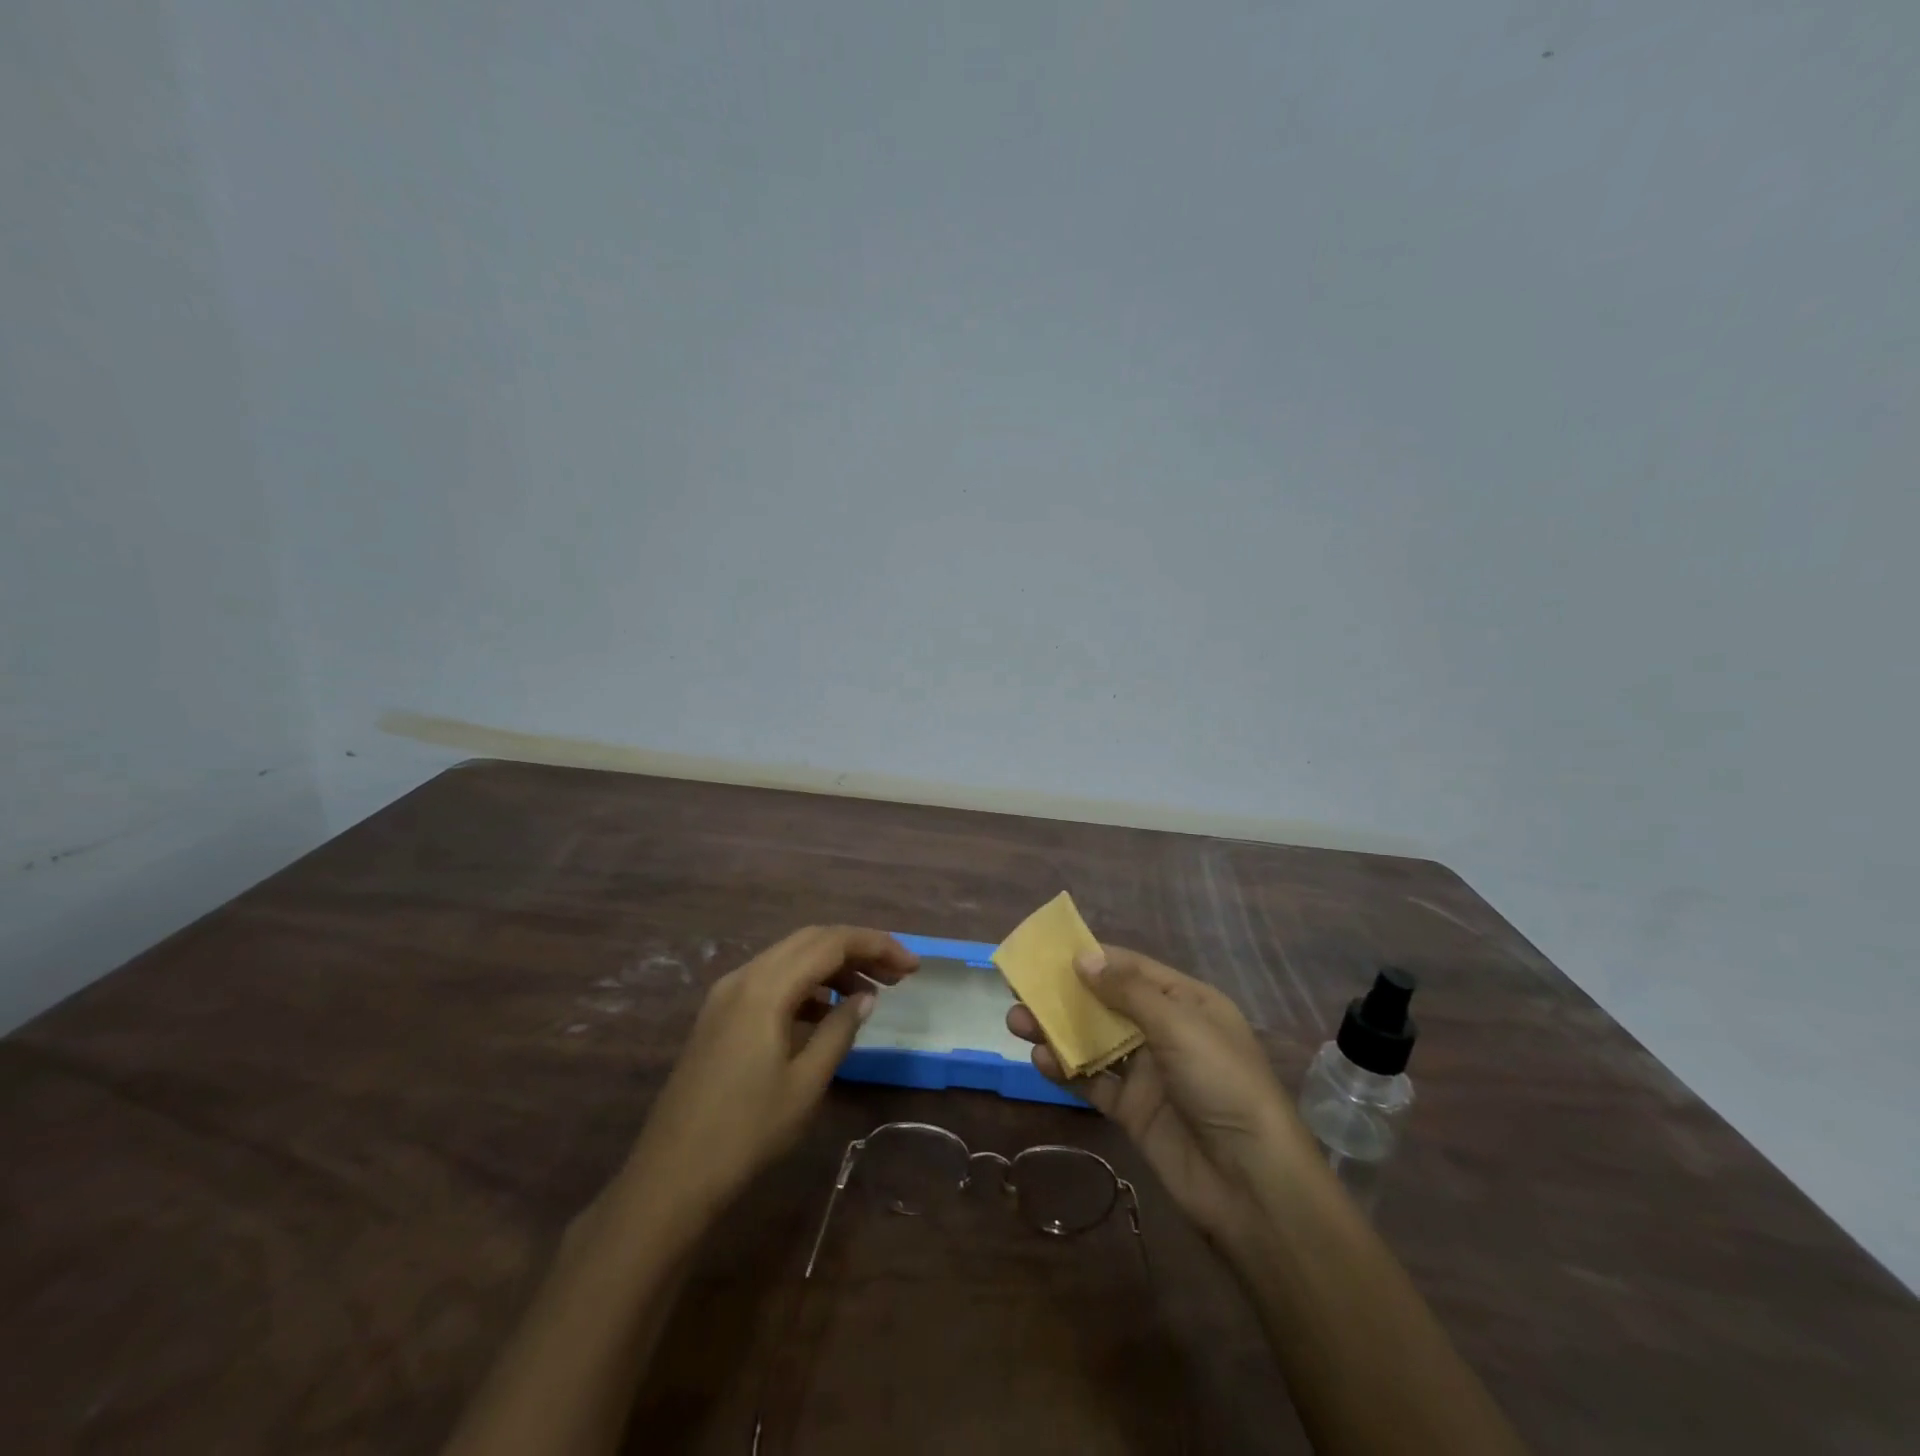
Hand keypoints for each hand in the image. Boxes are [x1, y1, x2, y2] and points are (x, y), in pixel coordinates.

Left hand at [621, 926, 917, 1222]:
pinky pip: (771, 979)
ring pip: (790, 957)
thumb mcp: (806, 1083)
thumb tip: (866, 997)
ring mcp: (727, 993)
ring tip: (870, 993)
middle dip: (858, 949)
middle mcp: (744, 976)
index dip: (876, 946)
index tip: (912, 966)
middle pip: (810, 940)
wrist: (670, 1177)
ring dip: (832, 966)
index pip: (831, 943)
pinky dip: (805, 984)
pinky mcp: (719, 1014)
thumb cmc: (746, 1132)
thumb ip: (839, 1030)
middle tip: (897, 974)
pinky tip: (826, 1011)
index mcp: (766, 987)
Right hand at [1007, 944, 1317, 1246]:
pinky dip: (1066, 1071)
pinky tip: (1040, 1062)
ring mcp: (1148, 1073)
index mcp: (1186, 1002)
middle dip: (1064, 996)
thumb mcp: (1179, 1025)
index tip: (1048, 953)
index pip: (1131, 969)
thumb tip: (1083, 957)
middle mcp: (1165, 1032)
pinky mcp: (1133, 1111)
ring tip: (1016, 1022)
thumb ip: (1127, 991)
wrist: (1251, 1183)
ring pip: (1093, 1042)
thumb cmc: (1222, 1083)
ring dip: (1056, 1031)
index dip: (1091, 959)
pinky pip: (1093, 1082)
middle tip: (1019, 989)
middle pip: (1105, 1005)